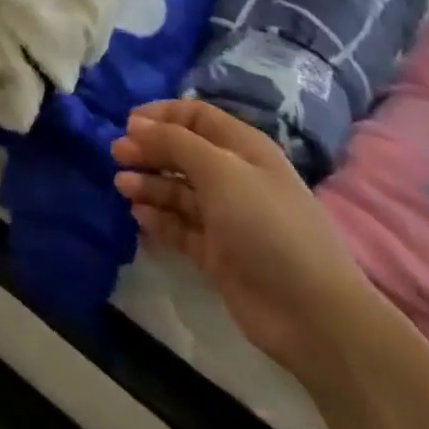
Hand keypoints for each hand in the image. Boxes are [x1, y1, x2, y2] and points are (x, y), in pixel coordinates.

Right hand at [112, 100, 375, 376]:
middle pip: (183, 152)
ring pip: (178, 190)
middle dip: (150, 149)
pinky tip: (139, 217)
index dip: (162, 115)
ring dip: (150, 184)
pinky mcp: (217, 254)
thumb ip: (174, 142)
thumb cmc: (266, 224)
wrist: (311, 313)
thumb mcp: (219, 170)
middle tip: (116, 154)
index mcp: (242, 148)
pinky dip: (159, 219)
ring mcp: (226, 217)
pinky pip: (180, 227)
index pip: (196, 116)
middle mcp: (234, 177)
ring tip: (123, 186)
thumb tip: (136, 124)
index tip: (127, 123)